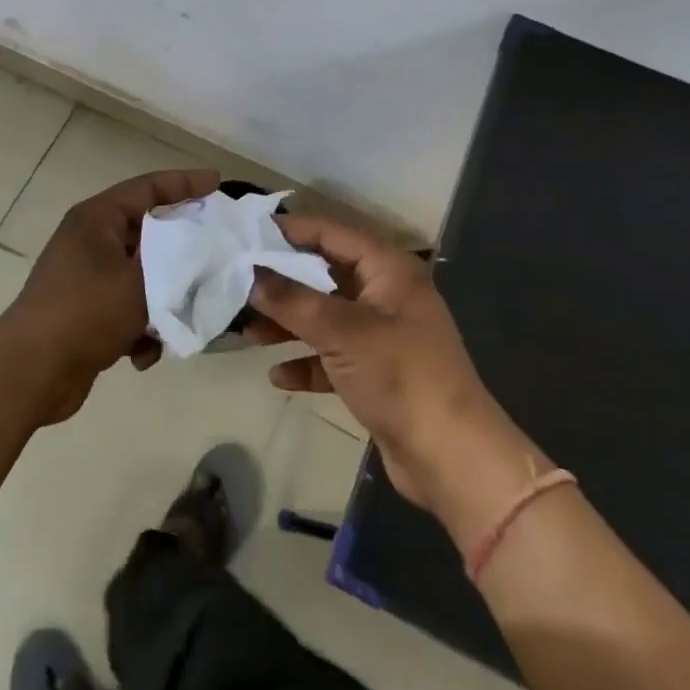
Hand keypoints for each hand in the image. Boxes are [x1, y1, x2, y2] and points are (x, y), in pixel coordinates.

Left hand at [0, 167, 219, 424]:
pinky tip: (144, 354)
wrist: (32, 372)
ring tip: (184, 317)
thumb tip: (207, 246)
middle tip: (219, 251)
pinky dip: (141, 327)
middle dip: (183, 250)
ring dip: (164, 298)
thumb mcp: (142, 282)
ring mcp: (86, 277)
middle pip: (148, 233)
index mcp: (97, 218)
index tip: (218, 183)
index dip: (185, 183)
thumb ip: (179, 261)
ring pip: (142, 276)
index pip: (148, 187)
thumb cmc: (86, 312)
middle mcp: (90, 240)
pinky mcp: (86, 312)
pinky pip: (127, 308)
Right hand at [248, 217, 549, 545]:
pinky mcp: (376, 373)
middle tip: (236, 282)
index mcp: (388, 269)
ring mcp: (382, 335)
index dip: (290, 231)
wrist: (452, 459)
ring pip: (325, 317)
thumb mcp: (341, 331)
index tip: (246, 233)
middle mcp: (385, 294)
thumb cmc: (400, 375)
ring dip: (289, 323)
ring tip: (246, 330)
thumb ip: (291, 299)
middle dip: (282, 281)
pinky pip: (332, 356)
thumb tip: (248, 273)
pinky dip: (307, 361)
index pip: (331, 233)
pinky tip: (278, 375)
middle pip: (324, 275)